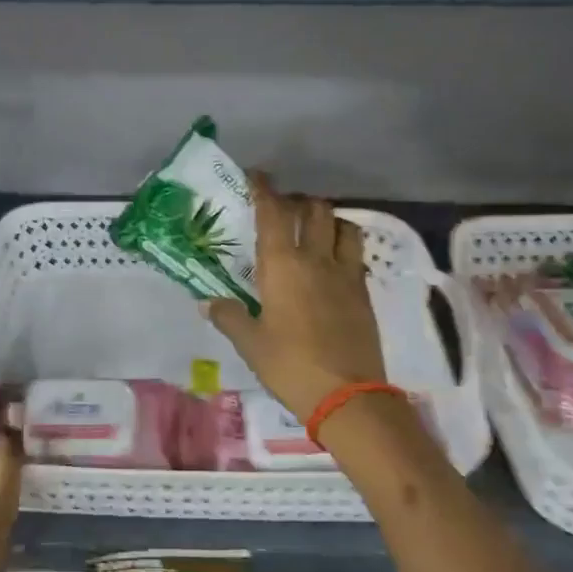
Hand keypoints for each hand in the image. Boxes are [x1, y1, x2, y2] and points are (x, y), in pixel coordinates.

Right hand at [203, 171, 388, 420]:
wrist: (348, 395)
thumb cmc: (290, 366)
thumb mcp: (251, 344)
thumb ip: (230, 317)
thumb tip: (209, 303)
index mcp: (282, 266)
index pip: (273, 213)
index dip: (264, 190)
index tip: (257, 176)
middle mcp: (316, 259)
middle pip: (314, 210)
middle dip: (298, 201)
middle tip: (284, 209)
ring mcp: (345, 273)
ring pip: (343, 225)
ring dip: (328, 218)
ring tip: (316, 228)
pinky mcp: (364, 291)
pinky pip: (356, 253)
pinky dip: (345, 244)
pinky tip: (334, 260)